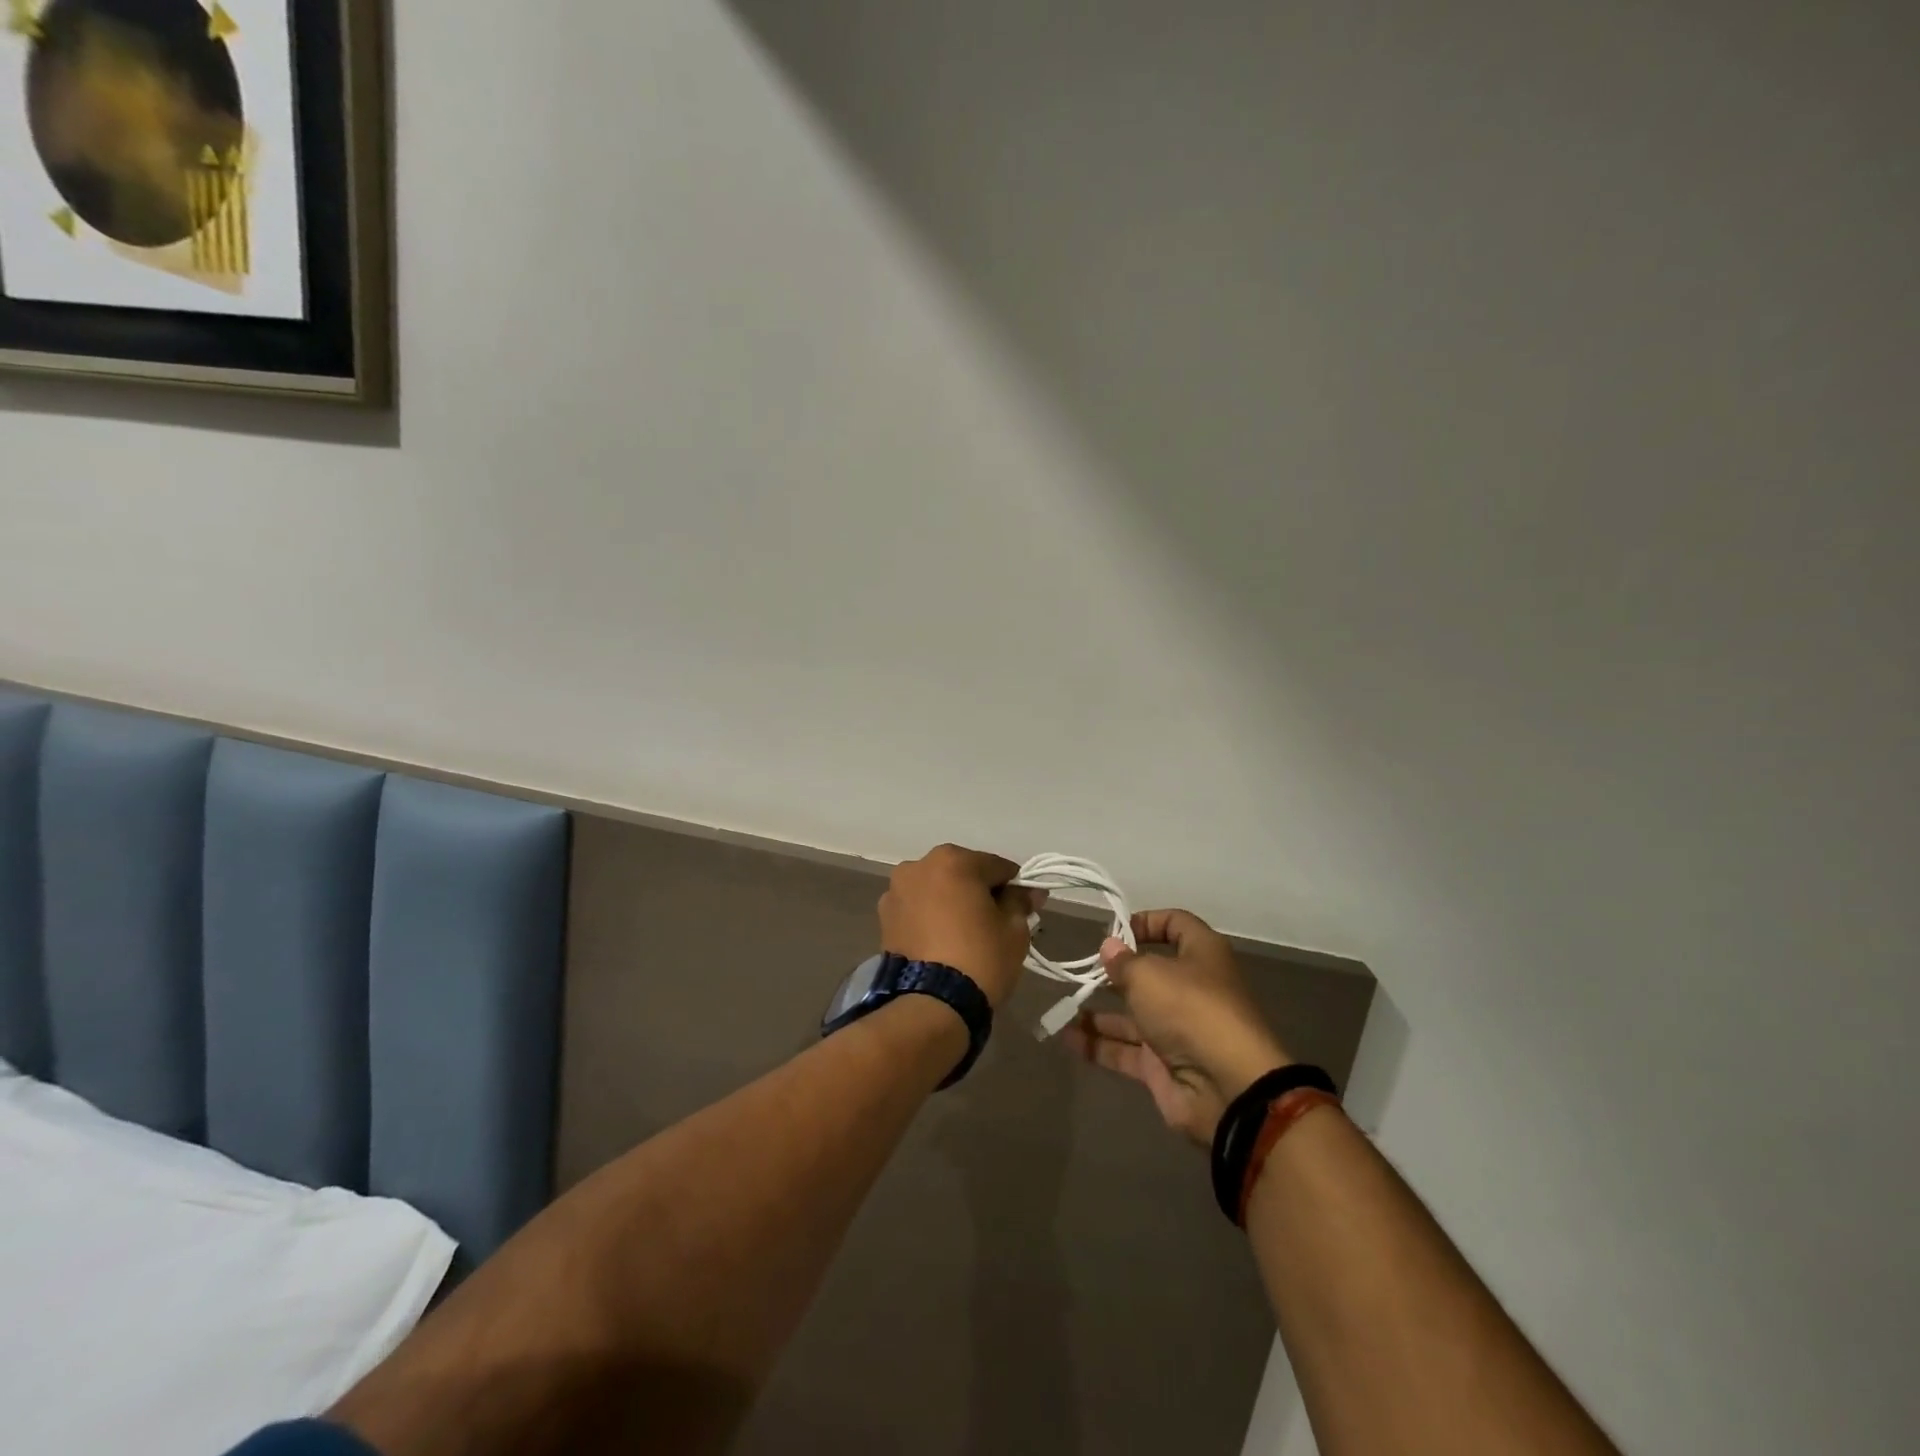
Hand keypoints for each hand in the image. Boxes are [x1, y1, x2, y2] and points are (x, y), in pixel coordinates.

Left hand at [879, 845, 1042, 1009]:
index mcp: (953, 860)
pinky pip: (918, 909)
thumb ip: (1020, 901)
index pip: (996, 866)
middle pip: (962, 873)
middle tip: (994, 922)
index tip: (1024, 907)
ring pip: (937, 889)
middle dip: (979, 892)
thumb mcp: (1014, 929)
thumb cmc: (980, 958)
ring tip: (964, 934)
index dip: (1014, 886)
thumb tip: (1028, 891)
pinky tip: (942, 941)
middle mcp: (919, 866)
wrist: (931, 1004)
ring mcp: (896, 891)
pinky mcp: (884, 918)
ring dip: (951, 902)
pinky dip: (931, 917)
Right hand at [1064, 908, 1291, 1145]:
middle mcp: (1191, 989)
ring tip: (1063, 1007)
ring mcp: (1176, 1029)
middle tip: (1080, 970)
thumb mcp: (1149, 974)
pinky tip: (1067, 1038)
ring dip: (1098, 1012)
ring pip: (1132, 1015)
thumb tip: (1110, 947)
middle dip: (1114, 973)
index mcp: (1201, 955)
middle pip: (1149, 973)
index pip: (1176, 924)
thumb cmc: (1190, 1009)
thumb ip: (1123, 962)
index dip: (1145, 922)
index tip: (1113, 932)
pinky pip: (1126, 1049)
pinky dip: (1098, 1044)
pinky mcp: (1163, 1065)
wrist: (1226, 1087)